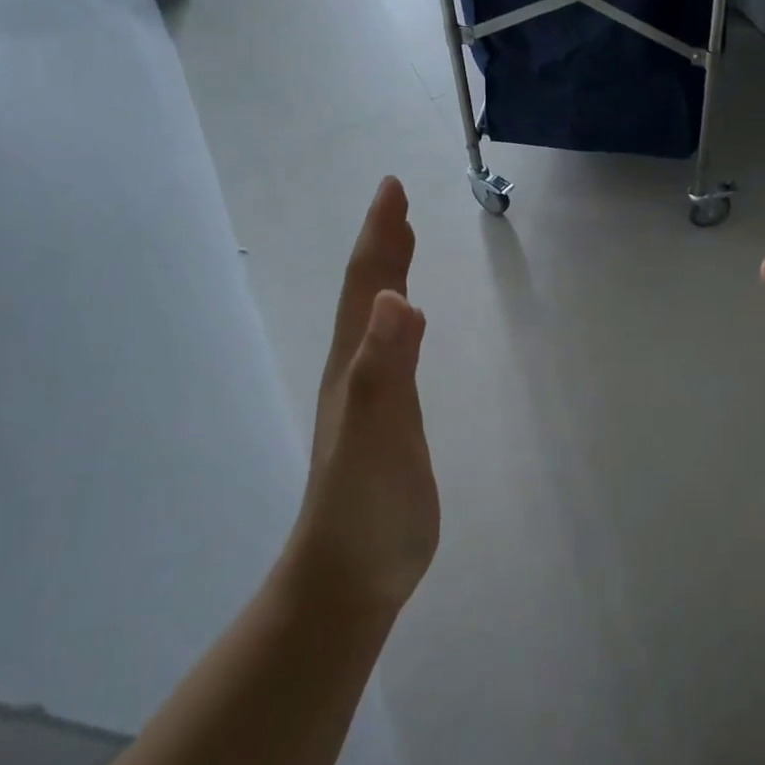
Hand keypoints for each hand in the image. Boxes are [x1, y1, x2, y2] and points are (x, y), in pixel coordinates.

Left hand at [283, 177, 438, 617]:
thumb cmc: (363, 505)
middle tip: (397, 202)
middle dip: (384, 244)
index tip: (391, 187)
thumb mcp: (375, 432)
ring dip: (391, 276)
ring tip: (404, 245)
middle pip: (370, 294)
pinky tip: (413, 324)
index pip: (368, 286)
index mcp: (354, 365)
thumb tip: (398, 296)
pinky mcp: (391, 420)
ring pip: (380, 320)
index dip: (380, 235)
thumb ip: (384, 367)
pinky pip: (396, 351)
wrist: (351, 577)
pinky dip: (404, 321)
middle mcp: (358, 371)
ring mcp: (373, 396)